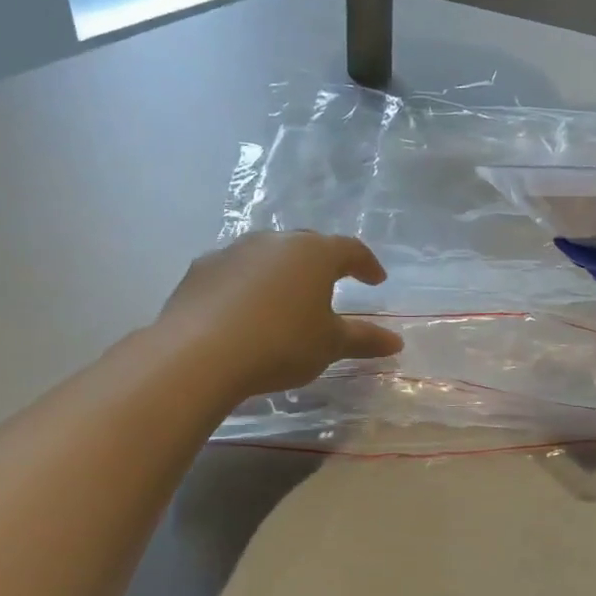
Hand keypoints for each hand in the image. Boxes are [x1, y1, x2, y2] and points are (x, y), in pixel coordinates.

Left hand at [159, 232, 404, 400]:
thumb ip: (363, 339)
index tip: (377, 280)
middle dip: (324, 263)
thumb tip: (396, 342)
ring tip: (288, 297)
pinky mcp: (200, 269)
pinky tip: (247, 310)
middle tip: (334, 283)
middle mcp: (274, 241)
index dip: (367, 265)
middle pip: (307, 245)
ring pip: (268, 255)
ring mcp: (232, 251)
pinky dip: (249, 285)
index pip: (350, 249)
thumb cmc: (281, 343)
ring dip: (283, 272)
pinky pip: (236, 271)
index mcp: (313, 253)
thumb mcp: (330, 345)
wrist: (199, 354)